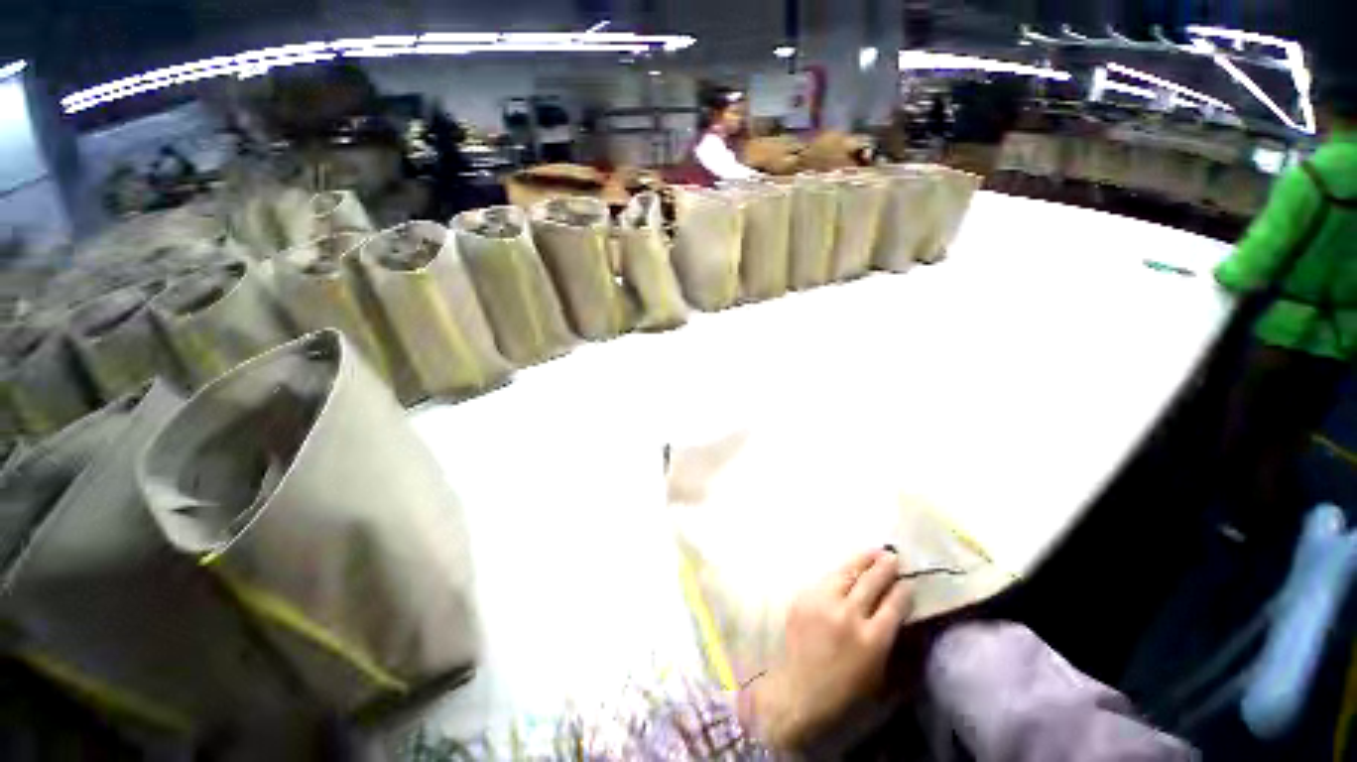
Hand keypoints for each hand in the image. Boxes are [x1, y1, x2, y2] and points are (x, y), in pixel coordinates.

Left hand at [746, 549, 912, 749]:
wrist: (801, 690)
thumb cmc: (846, 689)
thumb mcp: (880, 673)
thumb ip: (891, 641)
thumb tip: (901, 613)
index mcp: (872, 639)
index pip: (893, 604)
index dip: (902, 590)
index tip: (908, 582)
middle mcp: (848, 615)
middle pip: (870, 582)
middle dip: (884, 567)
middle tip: (892, 555)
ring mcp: (823, 603)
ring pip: (845, 573)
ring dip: (861, 561)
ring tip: (872, 552)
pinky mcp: (803, 598)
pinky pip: (825, 580)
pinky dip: (839, 574)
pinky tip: (846, 571)